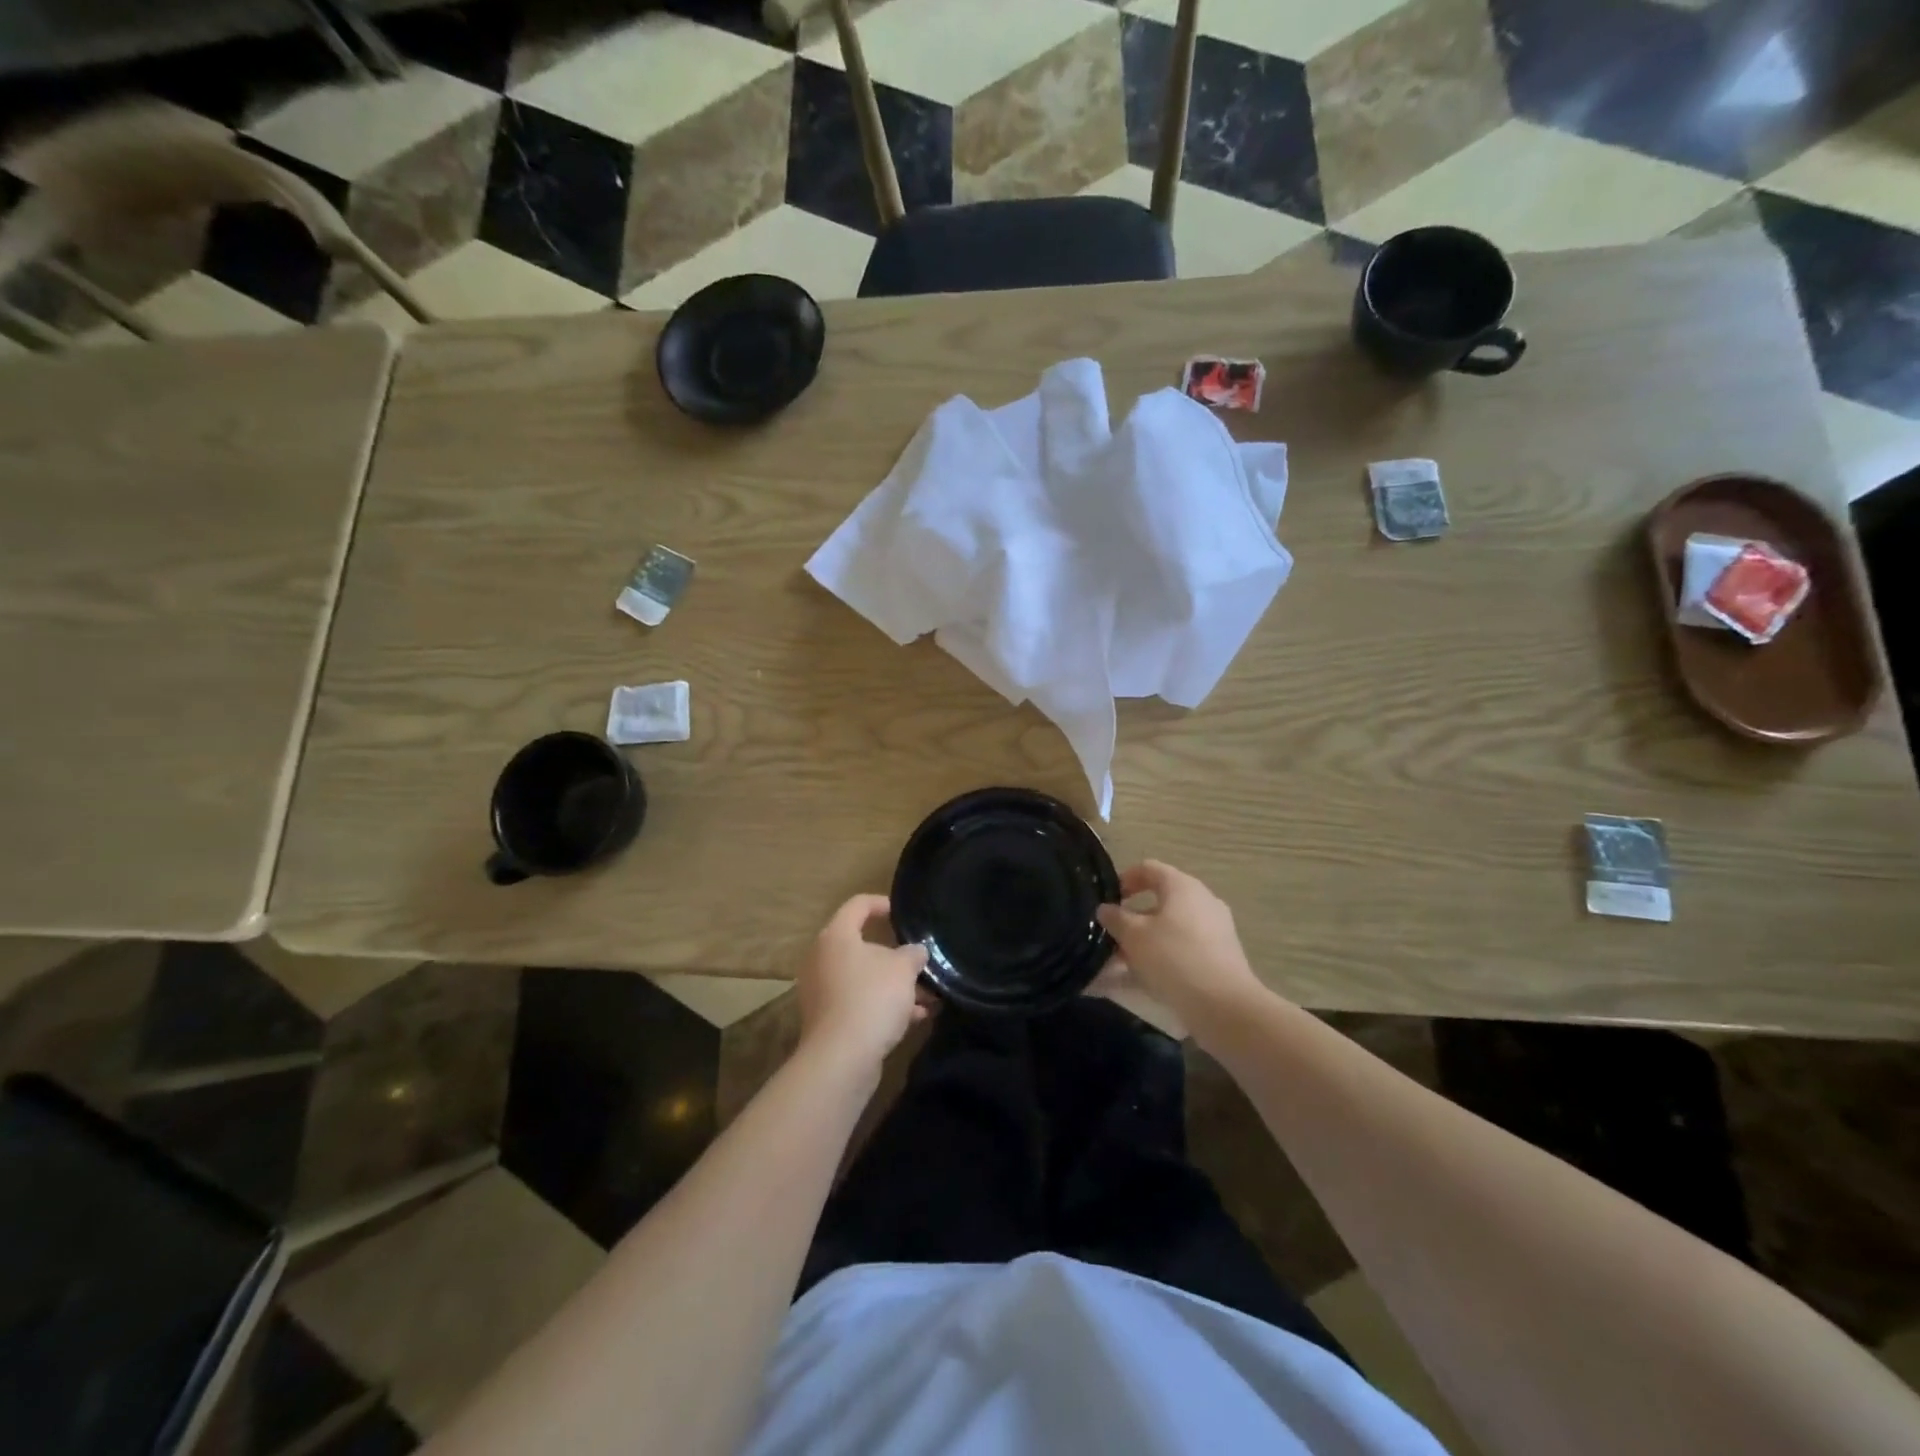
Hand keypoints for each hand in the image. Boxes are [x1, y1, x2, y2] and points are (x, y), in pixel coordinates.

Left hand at [797, 895, 930, 1070]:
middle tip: (920, 963)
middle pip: (863, 946)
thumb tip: (916, 951)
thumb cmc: (872, 998)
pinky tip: (916, 1018)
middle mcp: (823, 959)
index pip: (858, 905)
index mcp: (836, 936)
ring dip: (895, 986)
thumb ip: (913, 954)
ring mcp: (822, 991)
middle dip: (896, 957)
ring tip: (929, 997)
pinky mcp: (828, 1020)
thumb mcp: (903, 969)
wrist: (841, 1058)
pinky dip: (884, 1006)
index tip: (903, 914)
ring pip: (865, 978)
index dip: (882, 904)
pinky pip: (860, 1002)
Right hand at [1095, 861, 1264, 1024]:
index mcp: (1181, 886)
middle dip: (1134, 916)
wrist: (1224, 1005)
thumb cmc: (1173, 958)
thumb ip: (1115, 918)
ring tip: (1125, 963)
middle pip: (1161, 899)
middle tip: (1114, 936)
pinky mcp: (1222, 954)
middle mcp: (1203, 900)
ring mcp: (1216, 927)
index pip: (1148, 868)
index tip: (1109, 900)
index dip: (1125, 879)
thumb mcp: (1133, 936)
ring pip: (1172, 926)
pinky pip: (1185, 946)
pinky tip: (1149, 978)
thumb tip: (1106, 909)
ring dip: (1147, 939)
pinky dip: (1165, 954)